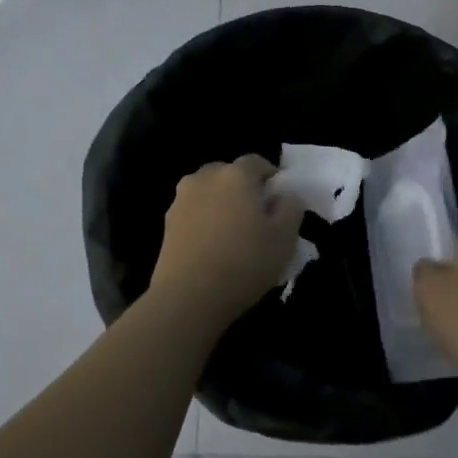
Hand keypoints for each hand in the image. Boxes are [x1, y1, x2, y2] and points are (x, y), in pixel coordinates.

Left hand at [150, 155, 305, 326]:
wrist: (188, 296)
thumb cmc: (244, 262)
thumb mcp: (284, 238)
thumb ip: (291, 209)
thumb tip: (285, 196)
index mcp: (235, 175)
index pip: (256, 161)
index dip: (270, 175)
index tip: (279, 196)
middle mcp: (205, 178)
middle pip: (227, 173)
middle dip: (242, 187)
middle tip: (256, 214)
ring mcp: (181, 199)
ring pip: (207, 191)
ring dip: (220, 202)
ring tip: (232, 231)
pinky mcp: (167, 223)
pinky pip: (192, 211)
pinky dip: (203, 219)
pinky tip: (212, 245)